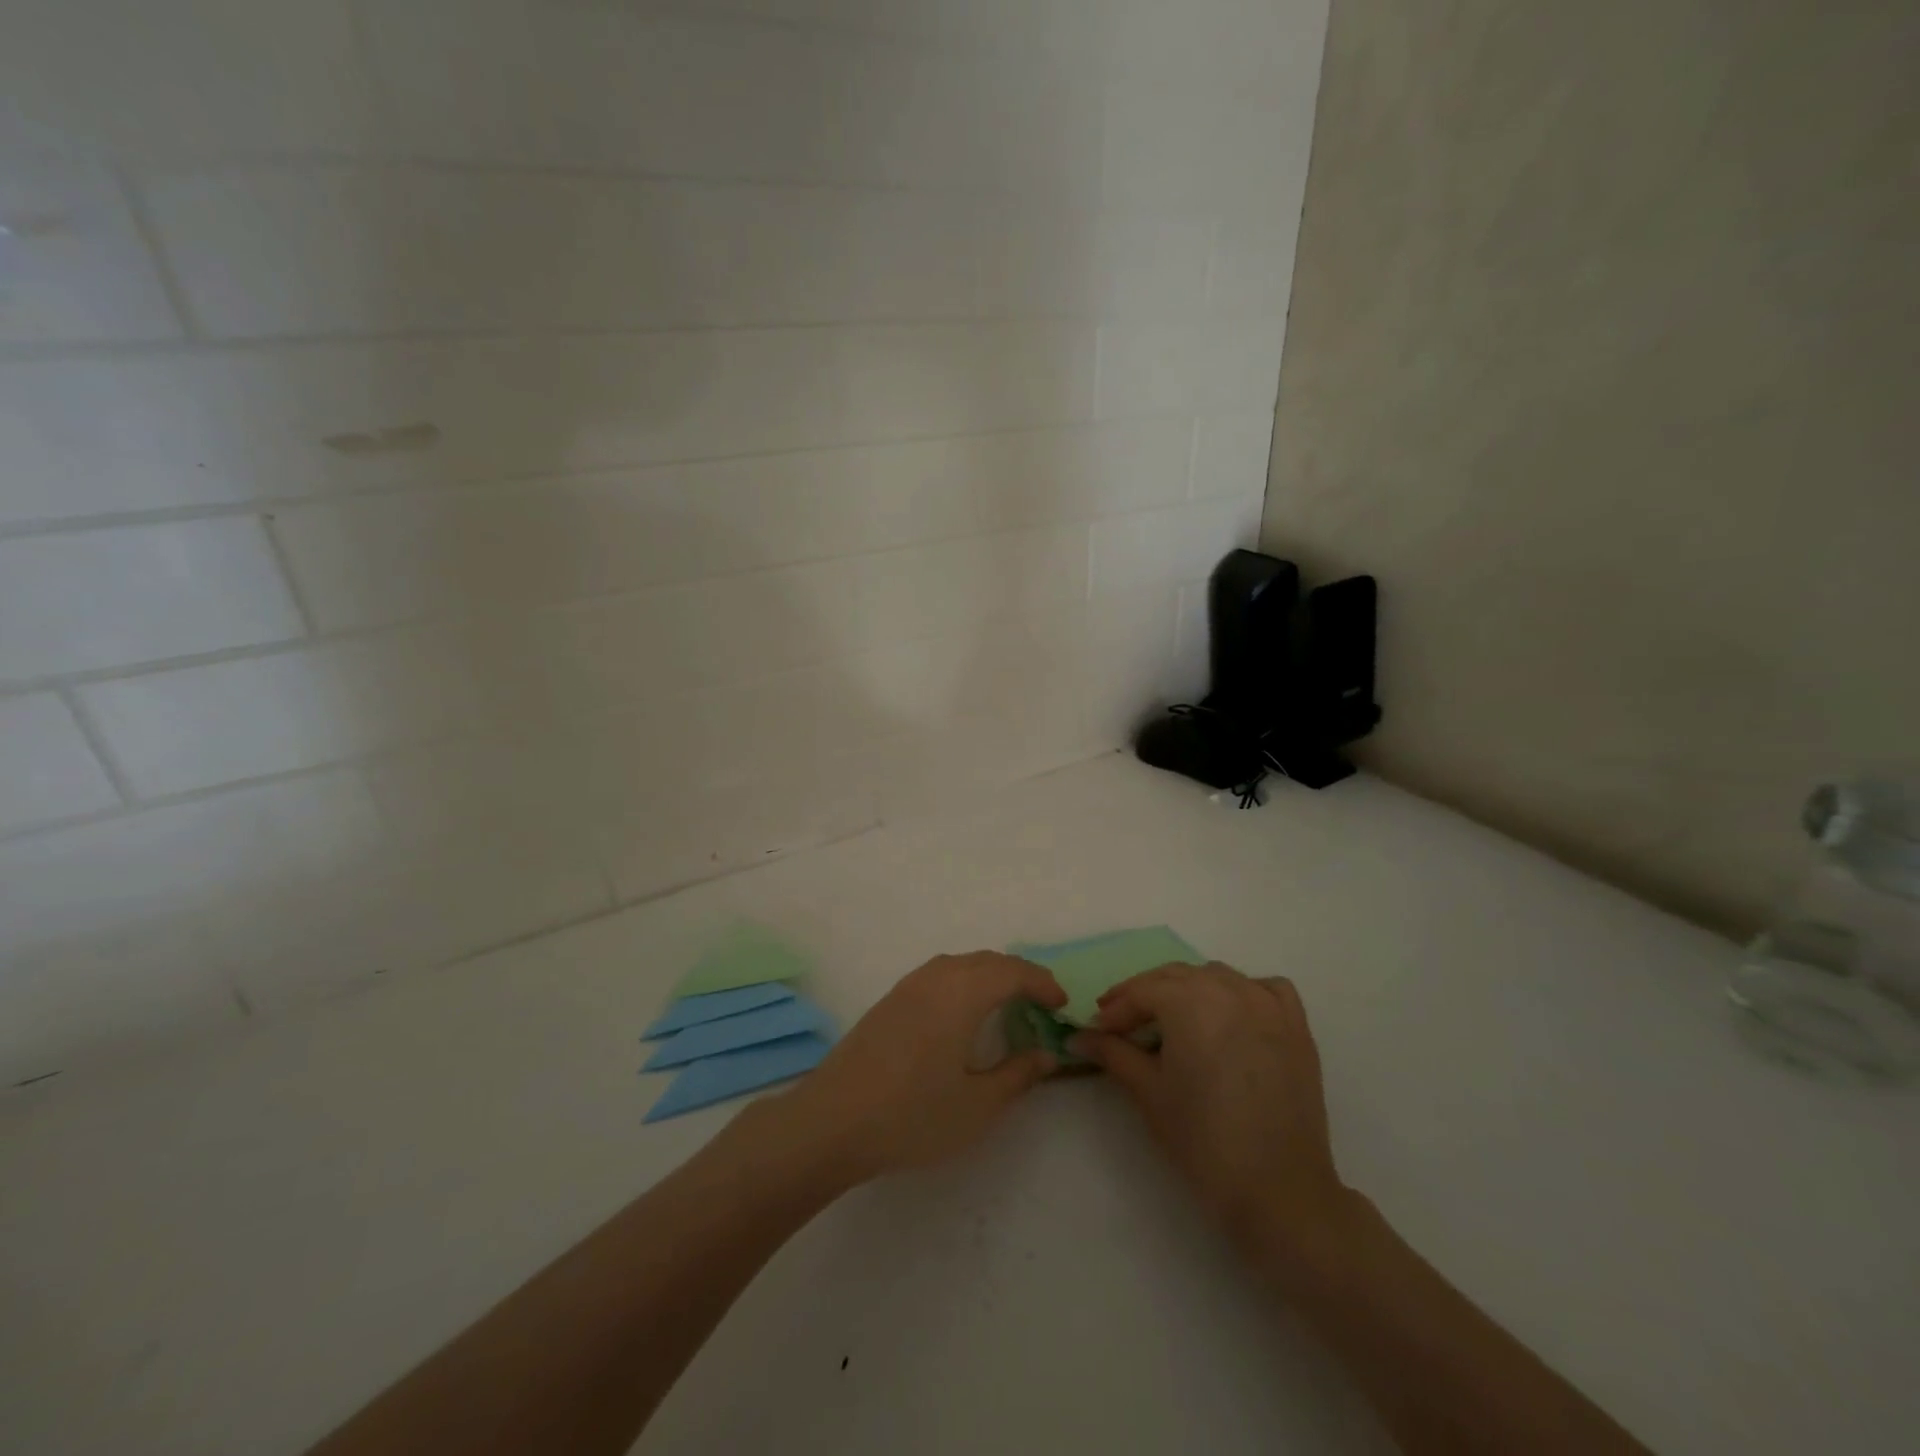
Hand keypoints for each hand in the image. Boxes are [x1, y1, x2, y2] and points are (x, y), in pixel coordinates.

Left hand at [777, 952, 1065, 1183]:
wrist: (832, 1121)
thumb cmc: (912, 1115)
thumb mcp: (977, 1105)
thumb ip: (1018, 1075)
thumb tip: (1046, 1054)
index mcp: (962, 993)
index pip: (1013, 971)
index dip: (1042, 983)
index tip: (1061, 1005)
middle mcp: (936, 977)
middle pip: (987, 960)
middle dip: (1019, 974)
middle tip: (1041, 1003)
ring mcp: (908, 986)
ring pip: (961, 963)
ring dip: (990, 974)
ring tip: (1007, 1004)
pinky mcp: (889, 1000)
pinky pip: (939, 973)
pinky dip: (964, 980)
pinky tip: (962, 1012)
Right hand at [1071, 962, 1352, 1261]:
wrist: (1279, 1190)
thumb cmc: (1203, 1140)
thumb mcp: (1148, 1092)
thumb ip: (1113, 1053)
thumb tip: (1079, 1037)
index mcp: (1190, 1001)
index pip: (1141, 991)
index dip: (1115, 1009)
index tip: (1097, 1029)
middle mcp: (1229, 989)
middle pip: (1175, 976)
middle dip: (1146, 995)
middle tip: (1123, 1023)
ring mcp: (1268, 1004)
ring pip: (1217, 976)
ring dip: (1189, 990)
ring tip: (1173, 1021)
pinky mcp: (1297, 1026)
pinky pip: (1265, 988)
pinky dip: (1243, 991)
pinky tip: (1231, 1014)